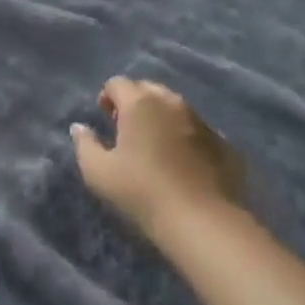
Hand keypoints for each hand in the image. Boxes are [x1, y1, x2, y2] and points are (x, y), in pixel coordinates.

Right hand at [72, 78, 240, 238]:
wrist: (202, 221)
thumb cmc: (142, 191)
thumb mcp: (99, 172)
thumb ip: (85, 144)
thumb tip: (79, 127)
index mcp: (140, 103)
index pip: (118, 83)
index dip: (107, 96)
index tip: (104, 117)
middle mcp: (172, 103)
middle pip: (149, 89)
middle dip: (135, 102)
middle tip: (127, 128)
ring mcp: (202, 121)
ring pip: (176, 108)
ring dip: (163, 117)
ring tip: (156, 145)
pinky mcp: (224, 143)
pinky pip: (198, 130)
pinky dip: (187, 137)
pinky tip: (184, 163)